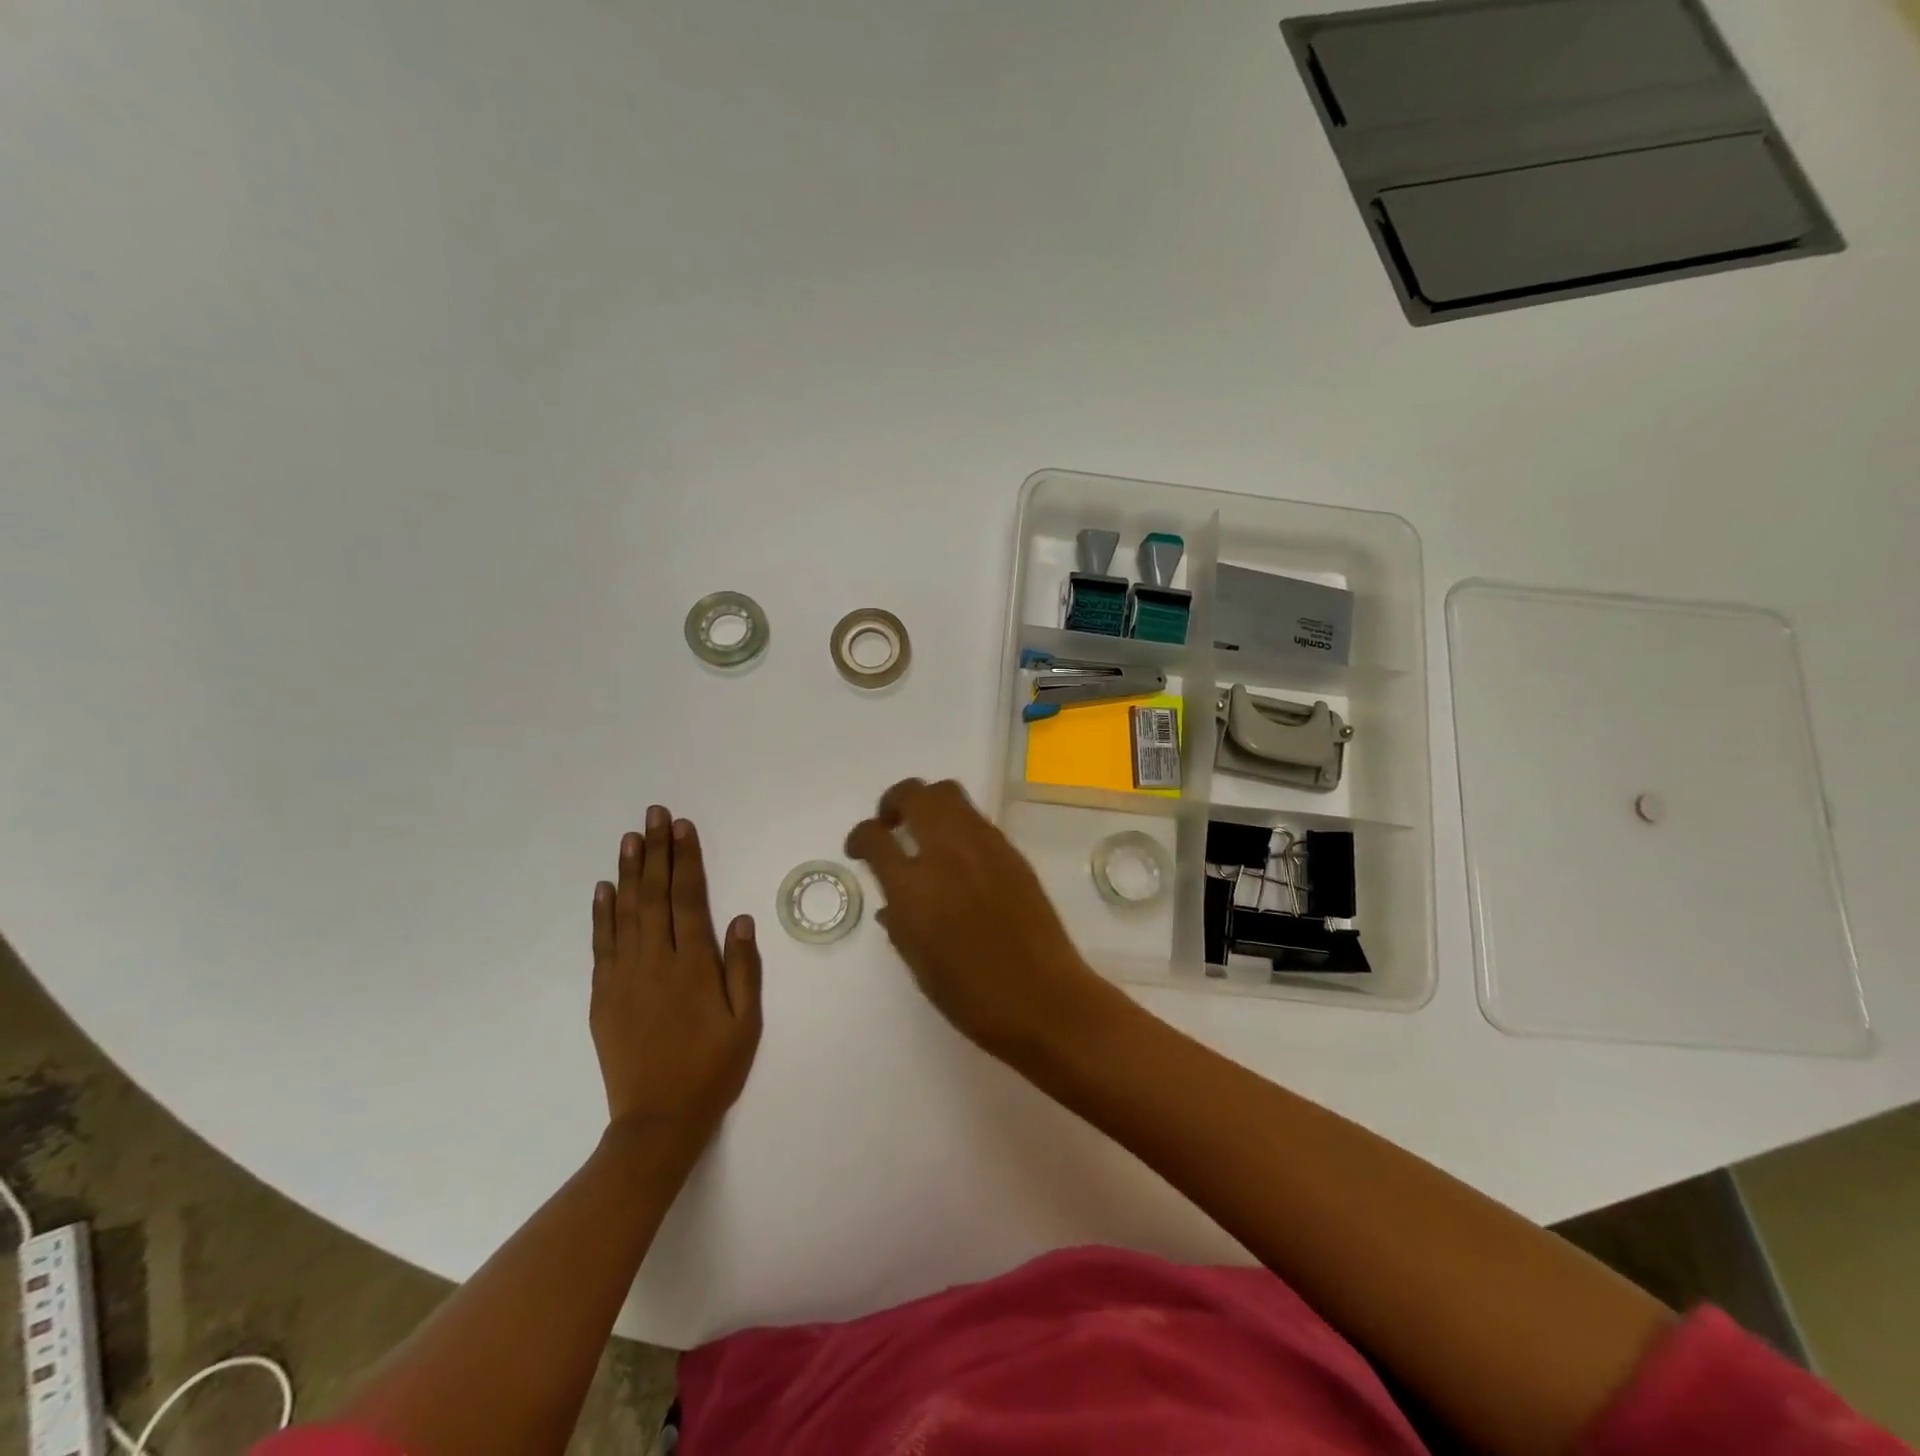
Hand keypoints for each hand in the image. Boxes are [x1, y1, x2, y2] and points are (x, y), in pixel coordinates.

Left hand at [590, 807, 761, 1144]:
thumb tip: (741, 919)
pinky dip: (601, 913)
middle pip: (655, 896)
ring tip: (630, 838)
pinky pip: (602, 944)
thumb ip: (743, 969)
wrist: (657, 1121)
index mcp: (693, 966)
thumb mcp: (746, 1022)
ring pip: (625, 913)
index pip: (688, 899)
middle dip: (656, 852)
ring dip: (629, 872)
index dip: (685, 860)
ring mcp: (624, 977)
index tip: (682, 827)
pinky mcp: (604, 995)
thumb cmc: (712, 1069)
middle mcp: (656, 962)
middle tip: (654, 815)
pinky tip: (604, 888)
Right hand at [846, 778, 1123, 1061]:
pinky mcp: (1011, 851)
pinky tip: (960, 855)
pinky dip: (958, 824)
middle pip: (914, 794)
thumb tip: (893, 901)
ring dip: (928, 804)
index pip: (874, 837)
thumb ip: (900, 923)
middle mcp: (946, 853)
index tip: (860, 849)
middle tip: (891, 825)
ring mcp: (983, 847)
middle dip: (893, 802)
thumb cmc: (972, 996)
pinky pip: (976, 819)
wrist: (1043, 998)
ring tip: (925, 832)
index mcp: (913, 887)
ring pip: (948, 793)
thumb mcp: (919, 964)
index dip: (860, 837)